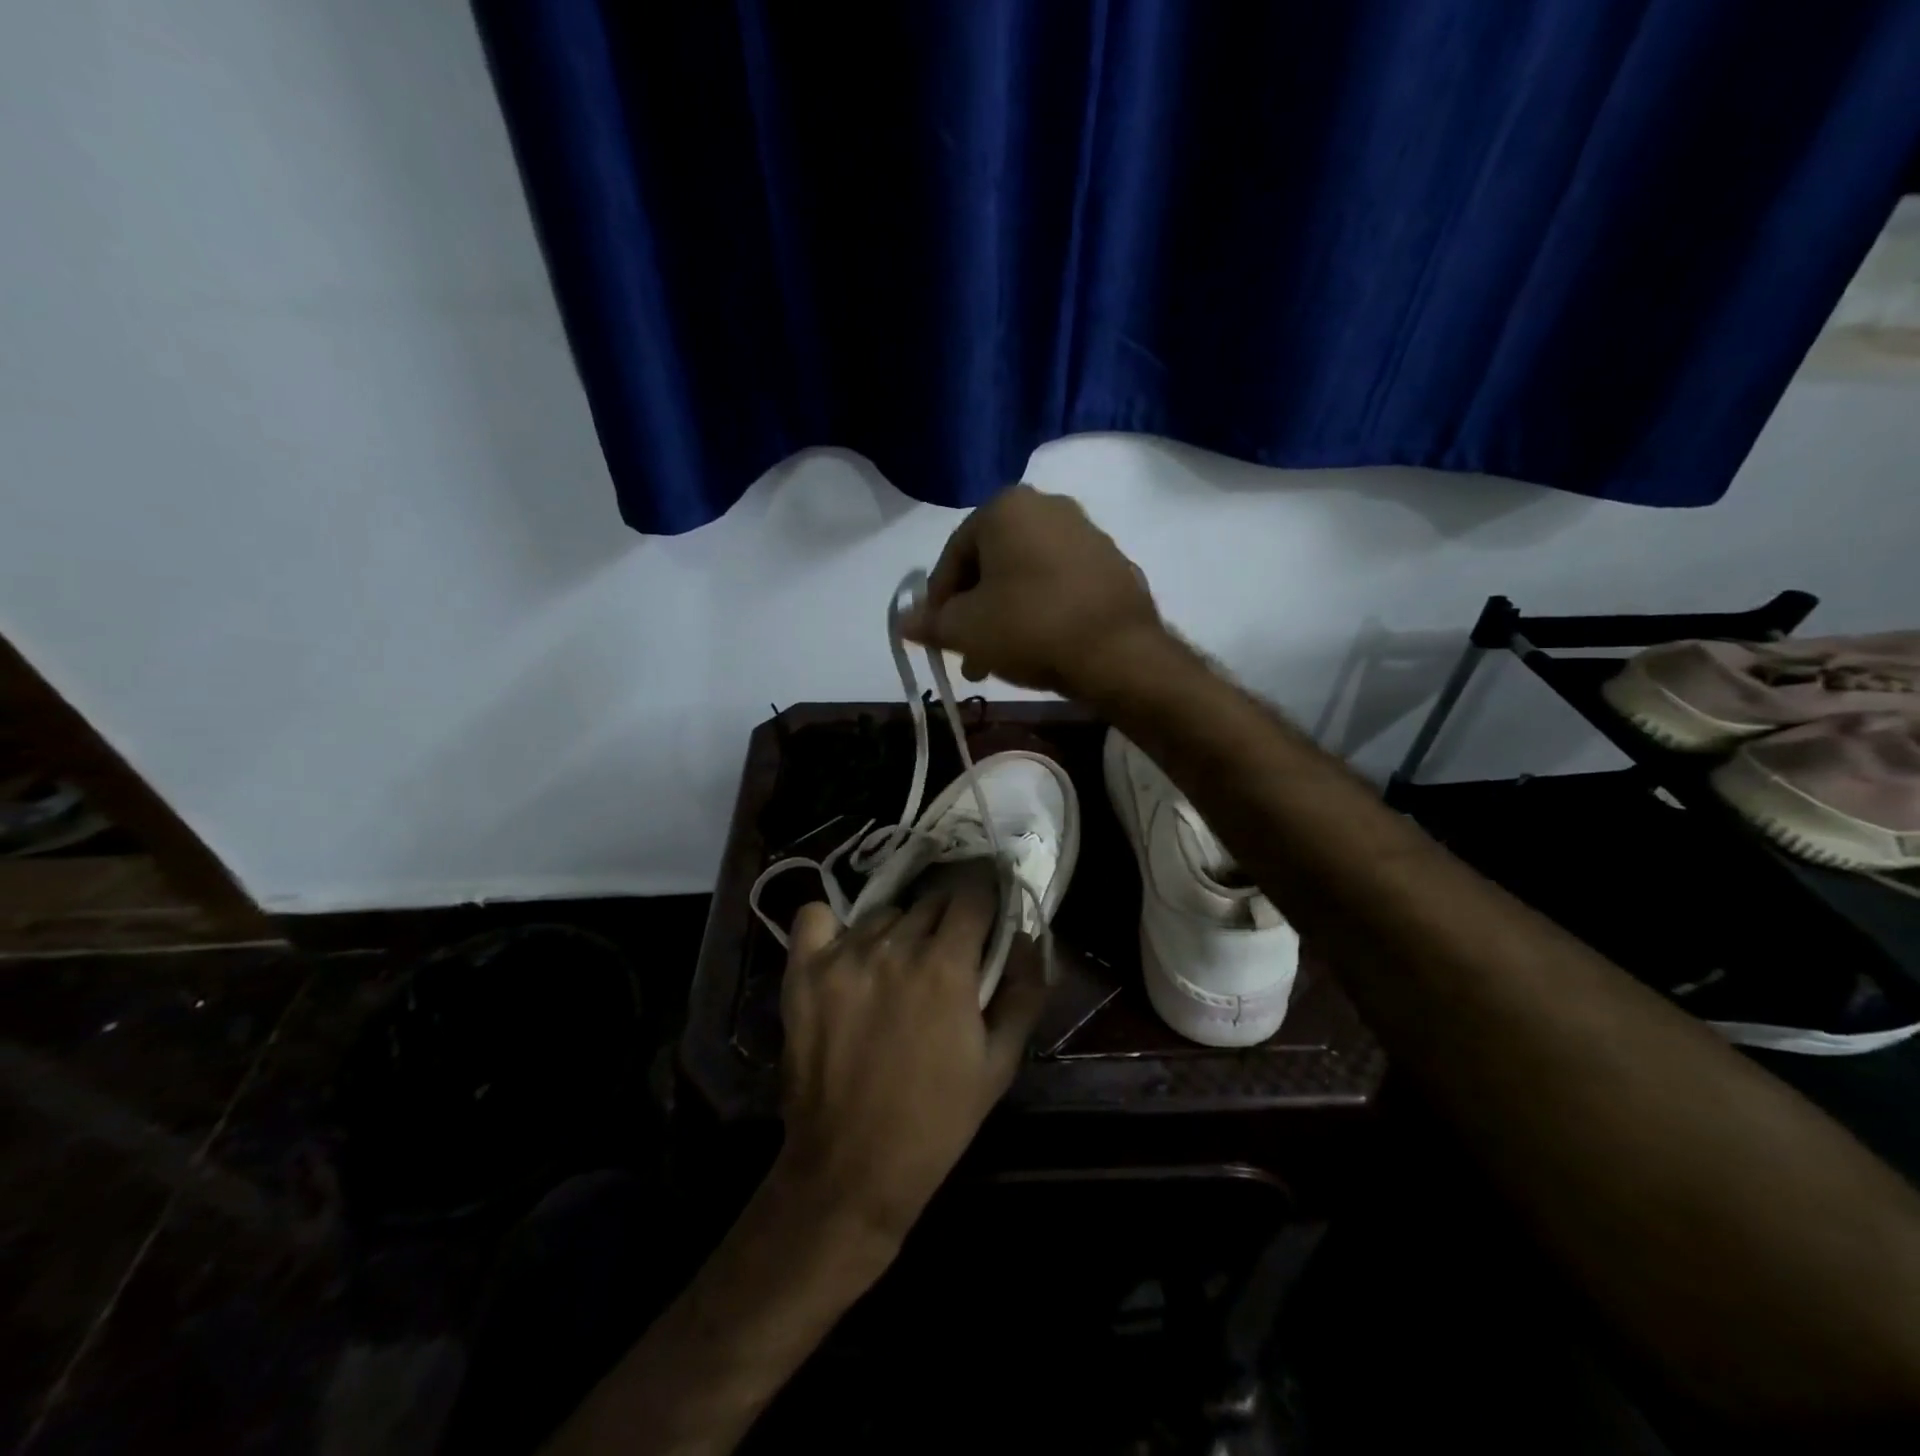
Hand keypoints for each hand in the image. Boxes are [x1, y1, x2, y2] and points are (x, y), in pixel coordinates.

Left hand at [774, 870, 1047, 1240]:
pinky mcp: (803, 972)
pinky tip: (845, 952)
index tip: (986, 920)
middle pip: (930, 901)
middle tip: (946, 959)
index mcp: (946, 966)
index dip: (986, 903)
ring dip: (898, 931)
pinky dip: (833, 926)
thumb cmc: (936, 1120)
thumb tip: (1026, 935)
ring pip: (883, 913)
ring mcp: (842, 956)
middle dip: (947, 922)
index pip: (973, 895)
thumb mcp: (999, 1064)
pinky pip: (815, 917)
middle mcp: (894, 947)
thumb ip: (1023, 992)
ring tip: (896, 970)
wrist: (850, 1169)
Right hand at [903, 484, 1163, 695]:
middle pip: (991, 564)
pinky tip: (1038, 648)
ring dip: (1004, 615)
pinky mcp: (1113, 564)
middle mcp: (1048, 506)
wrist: (1117, 652)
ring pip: (1026, 577)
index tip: (936, 635)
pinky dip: (1041, 611)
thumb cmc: (1029, 627)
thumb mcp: (966, 629)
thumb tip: (904, 622)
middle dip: (973, 611)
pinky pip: (1061, 585)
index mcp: (1006, 507)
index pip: (953, 554)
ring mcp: (1087, 534)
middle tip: (966, 652)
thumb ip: (930, 623)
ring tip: (997, 661)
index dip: (938, 599)